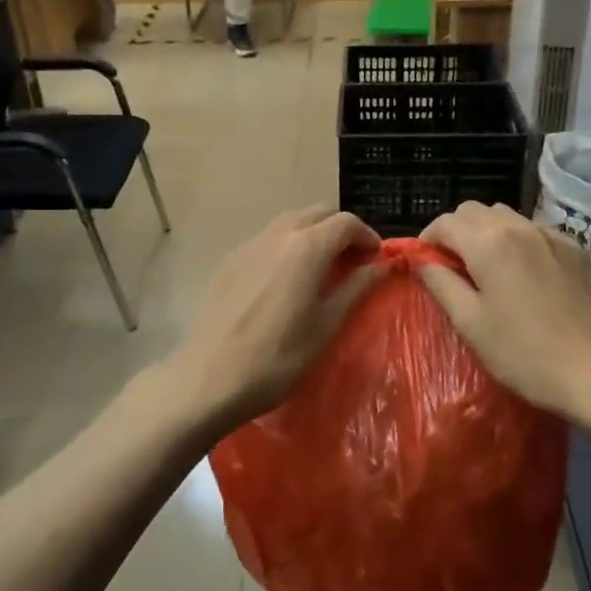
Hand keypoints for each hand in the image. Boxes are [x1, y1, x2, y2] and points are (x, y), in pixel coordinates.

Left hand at [160, 207, 381, 433]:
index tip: (376, 259)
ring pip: (290, 222)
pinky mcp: (230, 261)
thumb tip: (381, 267)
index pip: (346, 222)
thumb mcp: (326, 326)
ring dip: (313, 233)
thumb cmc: (277, 358)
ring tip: (322, 268)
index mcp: (306, 248)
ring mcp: (249, 245)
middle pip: (317, 213)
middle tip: (352, 261)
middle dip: (340, 229)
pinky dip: (287, 245)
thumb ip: (356, 289)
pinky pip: (267, 239)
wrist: (208, 377)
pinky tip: (286, 279)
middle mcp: (278, 235)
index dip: (367, 236)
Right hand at [417, 202, 590, 429]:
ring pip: (506, 216)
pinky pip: (535, 231)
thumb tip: (422, 261)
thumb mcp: (471, 324)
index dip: (428, 239)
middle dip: (456, 231)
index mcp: (489, 243)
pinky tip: (522, 274)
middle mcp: (519, 227)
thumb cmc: (524, 353)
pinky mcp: (576, 250)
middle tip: (451, 266)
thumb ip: (441, 284)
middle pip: (475, 210)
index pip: (446, 222)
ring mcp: (552, 235)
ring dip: (486, 232)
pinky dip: (517, 240)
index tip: (424, 264)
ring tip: (485, 268)